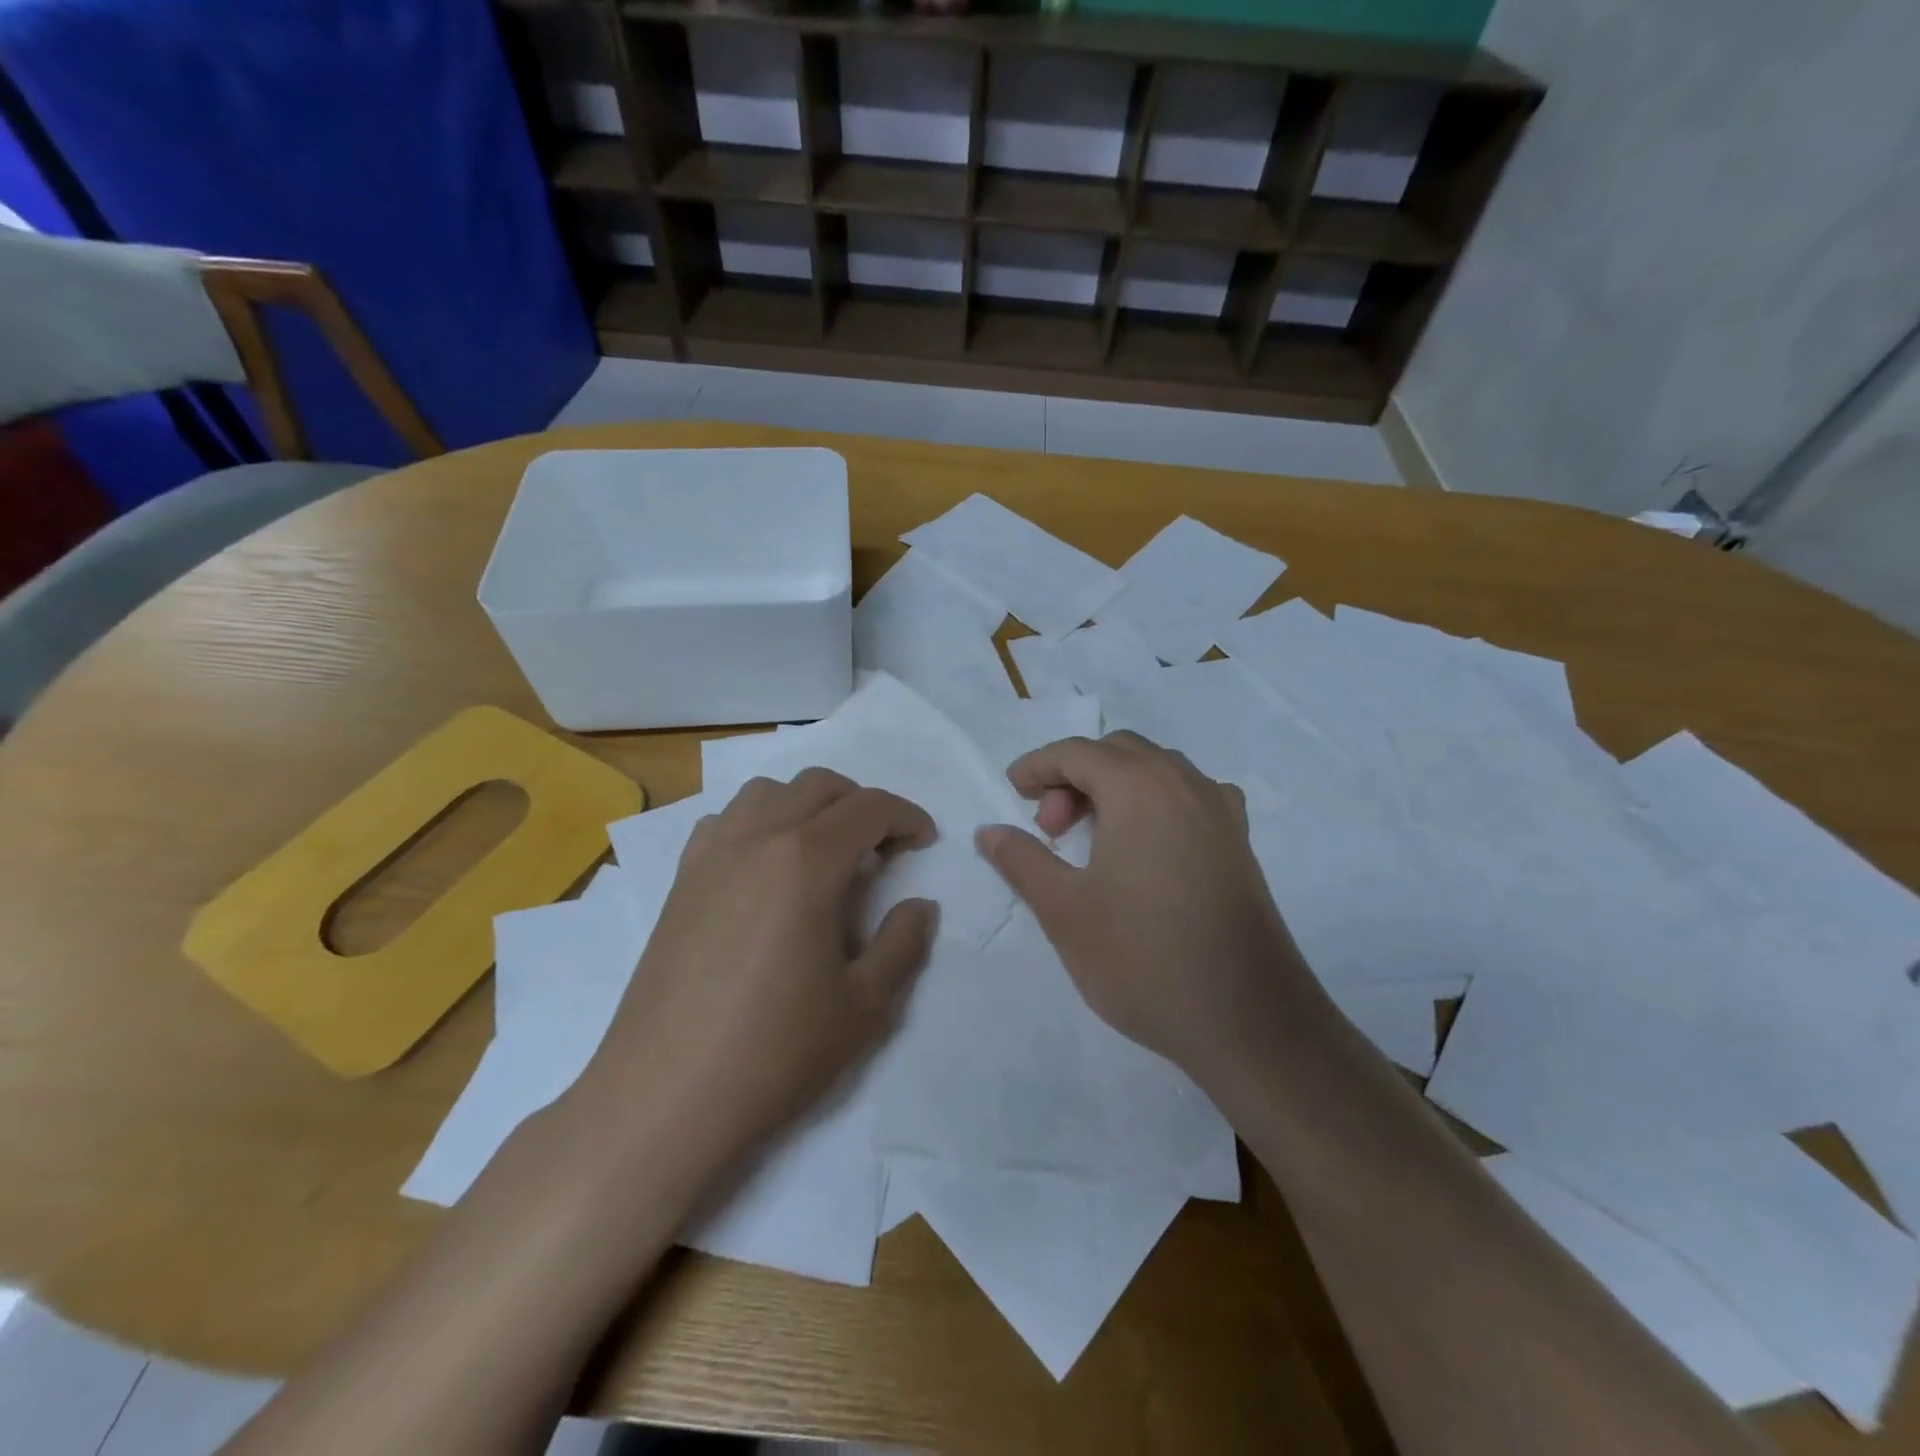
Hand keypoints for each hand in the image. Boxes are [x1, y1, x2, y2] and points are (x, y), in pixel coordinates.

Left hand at [574, 769, 937, 1181]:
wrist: (664, 1099)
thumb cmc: (775, 1052)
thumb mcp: (864, 1006)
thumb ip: (903, 944)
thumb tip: (920, 906)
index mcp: (806, 861)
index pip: (869, 808)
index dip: (906, 817)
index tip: (925, 842)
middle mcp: (756, 839)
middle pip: (818, 785)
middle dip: (861, 803)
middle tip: (881, 848)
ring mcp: (710, 856)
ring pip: (766, 792)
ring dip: (806, 804)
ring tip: (823, 850)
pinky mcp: (680, 882)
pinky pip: (724, 821)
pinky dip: (757, 822)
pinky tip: (764, 868)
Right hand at [975, 732, 1315, 1080]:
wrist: (1248, 1020)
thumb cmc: (1143, 958)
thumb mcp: (1064, 910)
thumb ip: (1022, 860)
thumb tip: (989, 831)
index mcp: (1140, 788)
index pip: (1077, 752)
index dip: (1038, 766)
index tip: (1012, 791)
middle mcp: (1185, 784)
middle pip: (1119, 752)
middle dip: (1075, 776)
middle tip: (1052, 829)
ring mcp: (1221, 811)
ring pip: (1157, 770)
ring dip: (1116, 787)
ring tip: (1093, 841)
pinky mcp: (1240, 843)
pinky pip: (1188, 796)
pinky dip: (1155, 803)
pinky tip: (1147, 848)